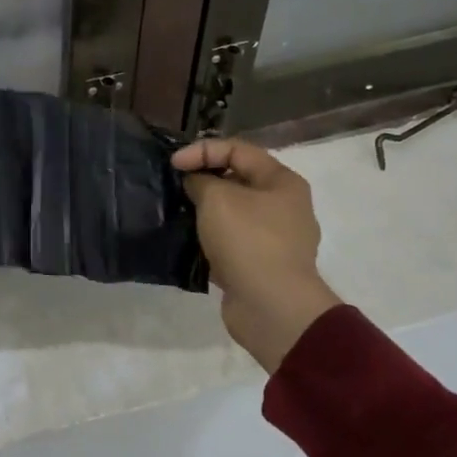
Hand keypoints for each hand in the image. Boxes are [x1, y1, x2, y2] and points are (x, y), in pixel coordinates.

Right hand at [172, 137, 339, 370]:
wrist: (272, 307)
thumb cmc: (248, 240)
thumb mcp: (217, 198)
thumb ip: (200, 180)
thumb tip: (195, 183)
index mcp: (282, 182)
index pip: (237, 149)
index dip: (202, 150)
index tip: (173, 165)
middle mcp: (283, 206)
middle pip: (236, 180)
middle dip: (203, 180)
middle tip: (175, 188)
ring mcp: (274, 238)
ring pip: (232, 213)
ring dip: (204, 211)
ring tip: (178, 213)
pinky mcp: (260, 265)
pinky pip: (230, 241)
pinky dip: (209, 238)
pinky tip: (188, 241)